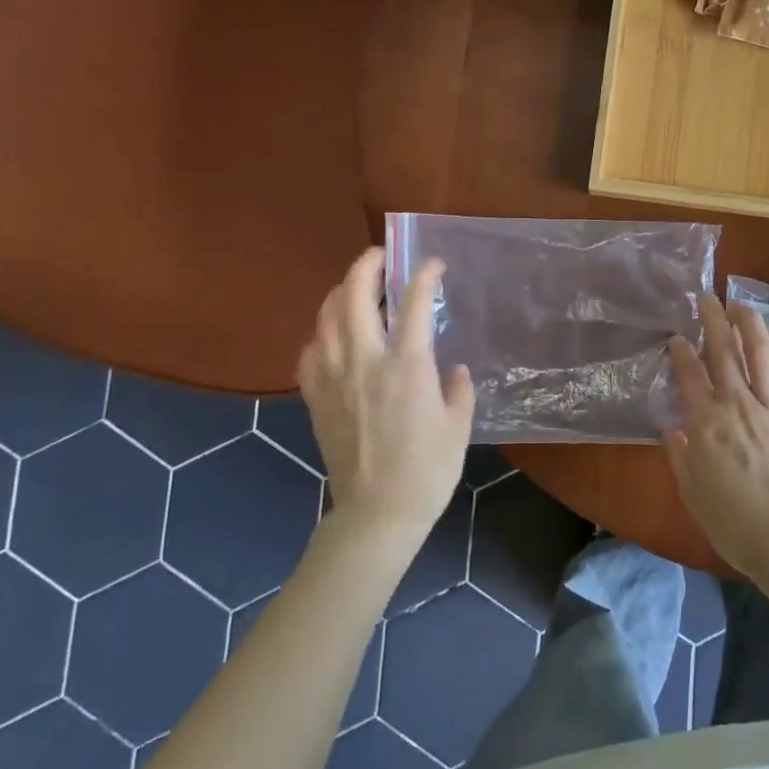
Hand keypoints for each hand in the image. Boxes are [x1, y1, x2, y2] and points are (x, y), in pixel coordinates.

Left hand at [297, 248, 474, 544]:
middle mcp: (365, 361)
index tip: (433, 263)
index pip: (414, 303)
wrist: (378, 512)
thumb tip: (453, 370)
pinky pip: (309, 353)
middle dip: (366, 266)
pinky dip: (319, 334)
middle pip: (355, 297)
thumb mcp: (458, 427)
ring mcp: (334, 378)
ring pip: (326, 319)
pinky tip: (330, 335)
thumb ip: (457, 390)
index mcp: (407, 366)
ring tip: (353, 287)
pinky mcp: (316, 399)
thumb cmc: (427, 470)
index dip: (424, 275)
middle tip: (380, 256)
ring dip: (338, 292)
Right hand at [665, 293, 768, 578]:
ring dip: (749, 324)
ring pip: (760, 354)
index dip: (682, 351)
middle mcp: (738, 406)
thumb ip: (680, 456)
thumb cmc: (734, 523)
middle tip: (707, 298)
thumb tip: (673, 429)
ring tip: (741, 304)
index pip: (690, 375)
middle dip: (712, 320)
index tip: (678, 337)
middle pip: (723, 352)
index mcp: (706, 424)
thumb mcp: (692, 493)